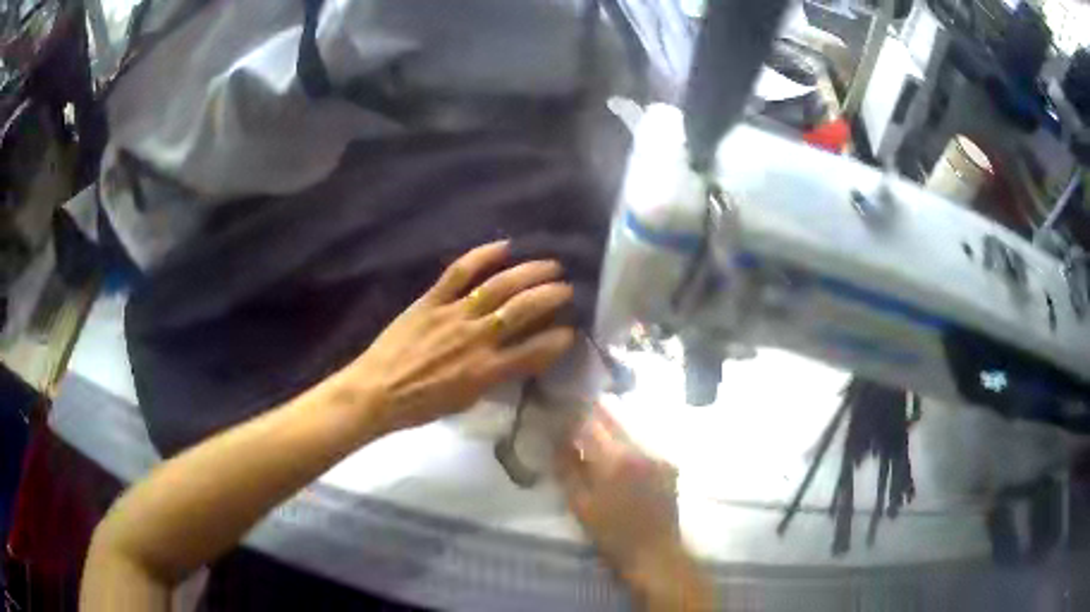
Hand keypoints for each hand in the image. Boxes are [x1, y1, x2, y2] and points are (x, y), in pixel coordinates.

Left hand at [339, 241, 575, 433]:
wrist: (377, 392)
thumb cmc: (421, 404)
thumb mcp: (466, 401)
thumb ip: (494, 377)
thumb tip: (516, 357)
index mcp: (486, 371)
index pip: (535, 351)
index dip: (559, 339)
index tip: (572, 330)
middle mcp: (476, 338)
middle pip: (522, 309)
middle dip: (551, 296)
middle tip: (568, 288)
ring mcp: (453, 314)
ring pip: (499, 286)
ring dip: (529, 272)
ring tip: (550, 265)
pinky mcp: (431, 300)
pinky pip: (460, 272)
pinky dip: (482, 256)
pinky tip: (504, 247)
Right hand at [555, 409, 713, 610]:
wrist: (654, 552)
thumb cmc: (611, 534)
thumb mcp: (580, 505)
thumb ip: (567, 469)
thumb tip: (557, 441)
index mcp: (615, 459)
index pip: (590, 423)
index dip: (573, 414)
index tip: (560, 413)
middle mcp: (640, 449)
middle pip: (613, 418)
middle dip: (593, 414)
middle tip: (576, 417)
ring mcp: (658, 455)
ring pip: (630, 427)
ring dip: (611, 426)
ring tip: (595, 434)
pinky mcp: (668, 465)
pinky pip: (644, 443)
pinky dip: (628, 441)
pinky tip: (619, 452)